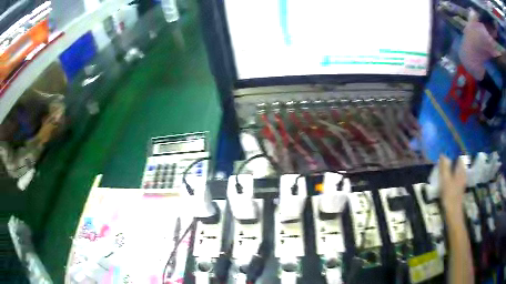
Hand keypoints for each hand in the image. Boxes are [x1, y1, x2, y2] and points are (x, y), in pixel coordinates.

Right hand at [439, 155, 466, 212]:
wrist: (453, 212)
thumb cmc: (450, 195)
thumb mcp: (445, 179)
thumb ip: (444, 166)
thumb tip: (442, 154)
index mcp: (461, 169)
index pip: (458, 155)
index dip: (452, 153)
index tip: (445, 152)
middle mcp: (463, 172)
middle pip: (457, 163)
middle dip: (450, 161)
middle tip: (442, 161)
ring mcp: (462, 180)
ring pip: (456, 170)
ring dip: (450, 168)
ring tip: (442, 170)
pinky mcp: (459, 187)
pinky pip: (455, 177)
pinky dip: (451, 175)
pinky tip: (446, 179)